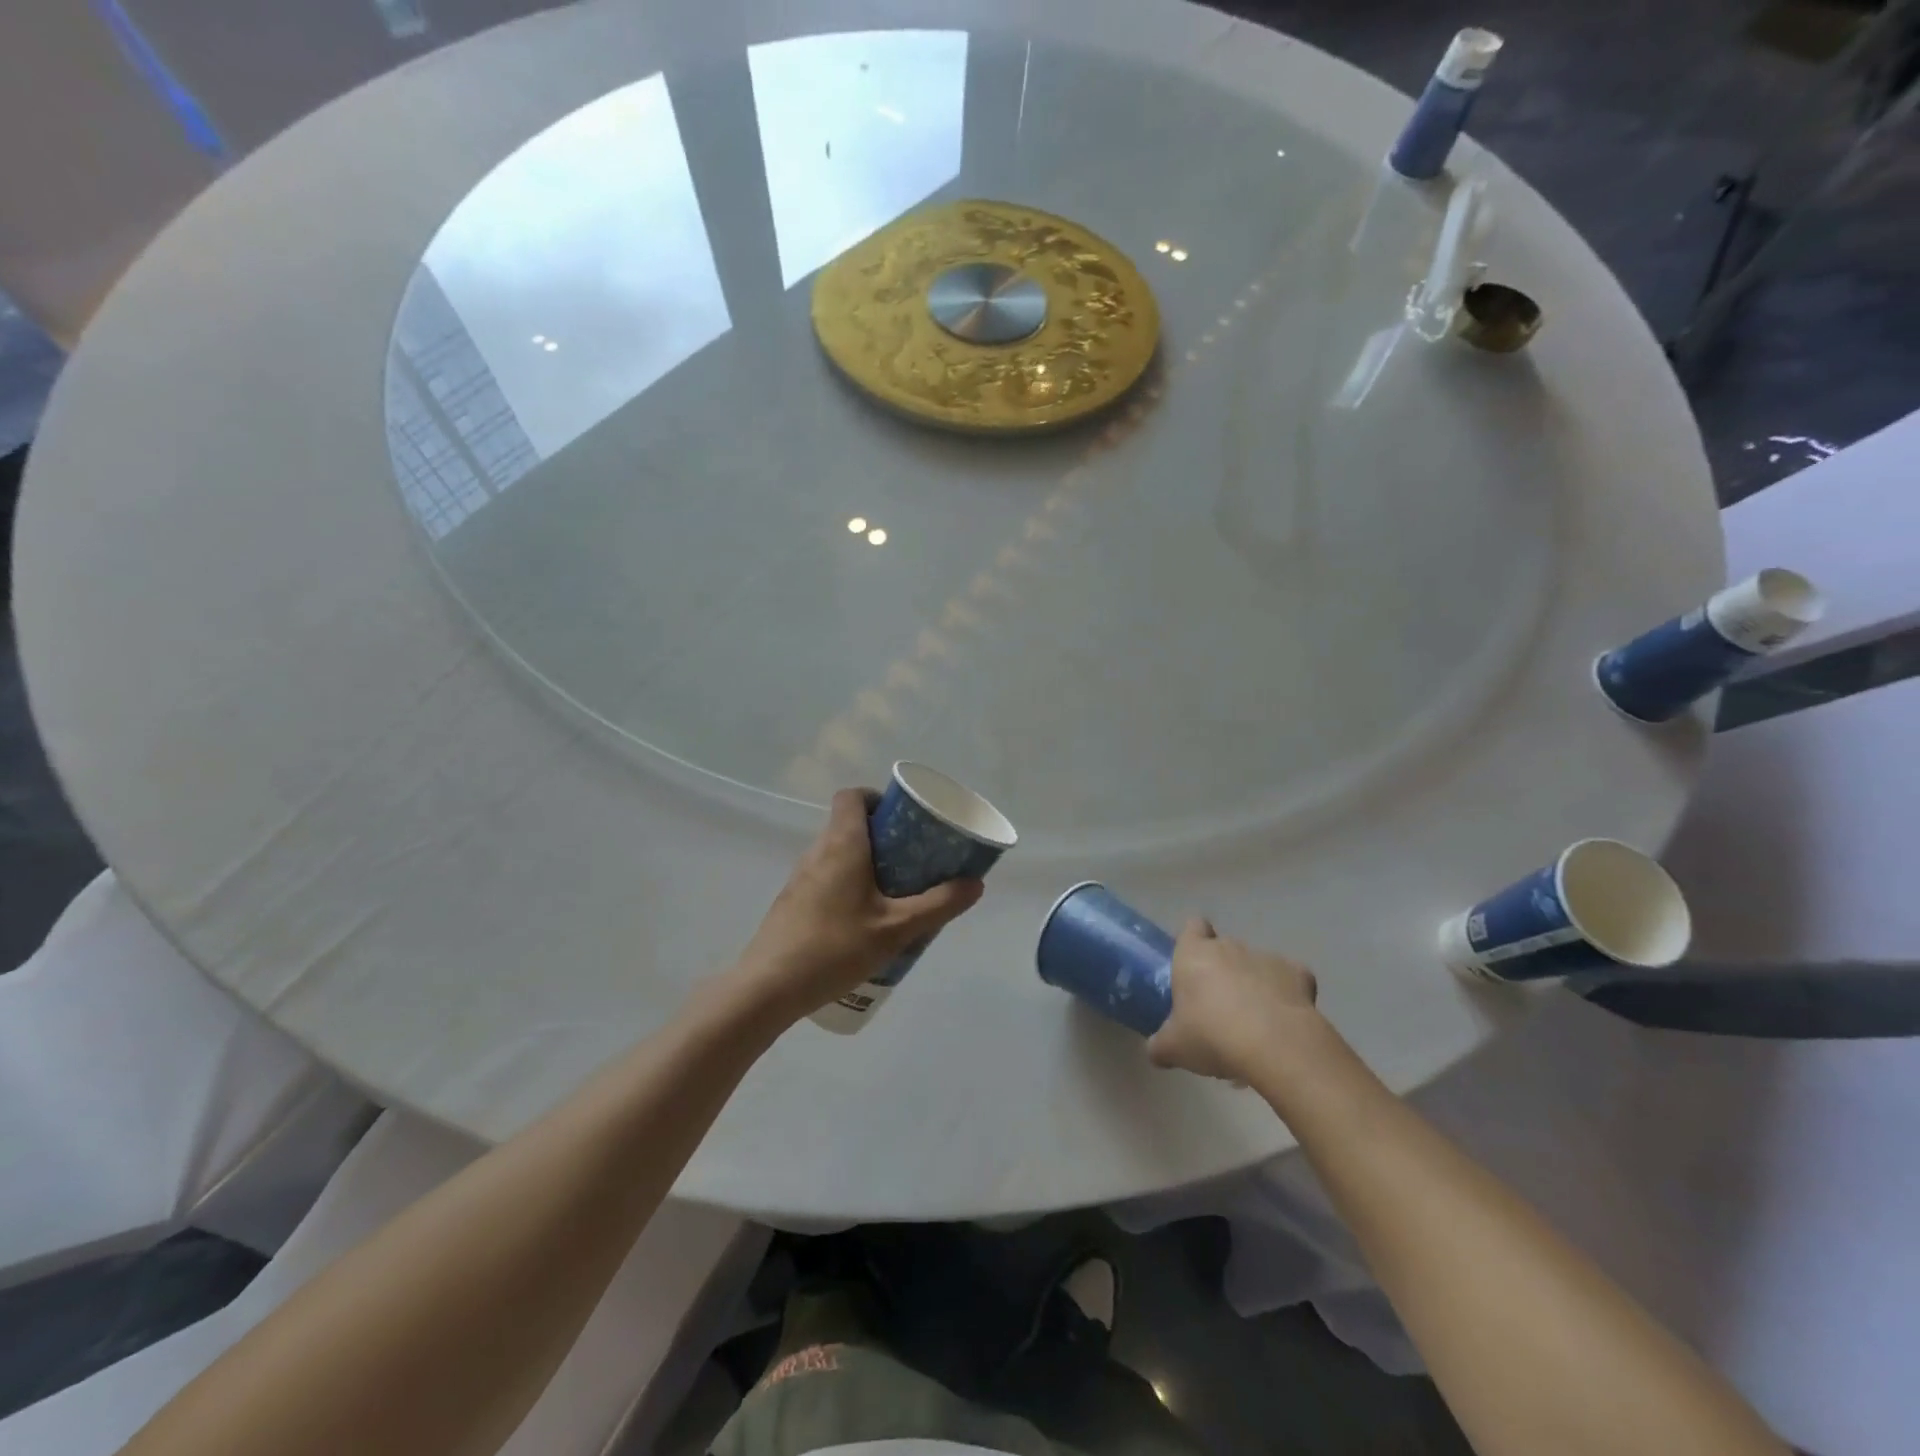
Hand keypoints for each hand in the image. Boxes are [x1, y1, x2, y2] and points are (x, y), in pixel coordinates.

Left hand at [734, 788, 984, 1020]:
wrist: (768, 987)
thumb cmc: (835, 947)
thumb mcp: (896, 928)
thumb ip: (938, 905)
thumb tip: (975, 883)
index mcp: (842, 844)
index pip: (852, 796)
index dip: (877, 798)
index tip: (902, 819)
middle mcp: (817, 852)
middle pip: (848, 824)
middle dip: (882, 836)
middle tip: (911, 859)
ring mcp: (800, 878)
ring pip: (837, 854)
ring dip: (865, 863)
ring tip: (894, 892)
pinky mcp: (792, 903)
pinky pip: (826, 878)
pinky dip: (848, 885)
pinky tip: (864, 921)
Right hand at [1147, 919, 1320, 1082]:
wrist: (1275, 1045)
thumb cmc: (1212, 1036)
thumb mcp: (1174, 1048)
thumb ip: (1160, 1045)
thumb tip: (1156, 1051)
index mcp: (1193, 955)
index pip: (1192, 927)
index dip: (1192, 941)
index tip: (1191, 966)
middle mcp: (1229, 947)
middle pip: (1223, 948)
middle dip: (1221, 971)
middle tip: (1218, 1008)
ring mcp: (1266, 958)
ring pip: (1255, 965)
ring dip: (1252, 985)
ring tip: (1254, 1024)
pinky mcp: (1299, 974)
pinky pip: (1289, 980)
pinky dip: (1286, 995)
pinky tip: (1284, 1021)